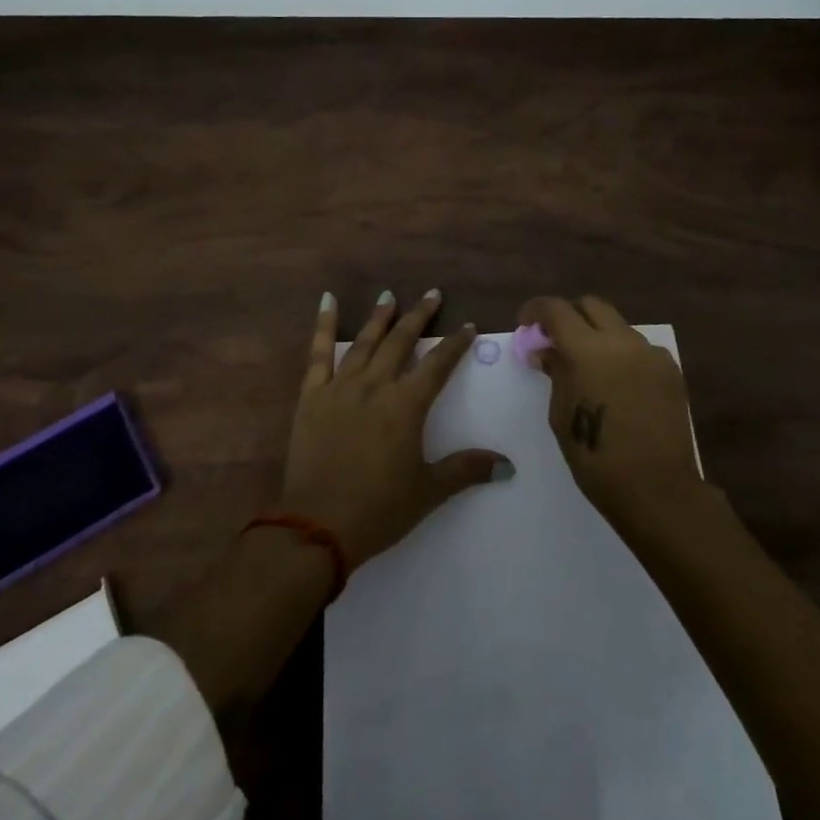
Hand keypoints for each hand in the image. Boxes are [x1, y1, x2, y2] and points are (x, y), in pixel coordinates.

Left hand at [281, 289, 509, 567]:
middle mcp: (375, 386)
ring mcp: (341, 387)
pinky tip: (328, 301)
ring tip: (390, 295)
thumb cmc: (379, 509)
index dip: (455, 344)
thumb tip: (508, 464)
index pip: (437, 365)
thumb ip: (466, 470)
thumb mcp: (428, 491)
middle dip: (419, 316)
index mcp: (406, 406)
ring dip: (380, 317)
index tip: (467, 326)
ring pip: (365, 342)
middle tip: (432, 294)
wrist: (318, 525)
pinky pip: (318, 353)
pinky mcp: (312, 396)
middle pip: (401, 342)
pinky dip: (324, 325)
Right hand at [519, 295, 703, 523]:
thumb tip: (546, 351)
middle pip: (592, 305)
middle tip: (556, 338)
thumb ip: (555, 373)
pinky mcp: (671, 370)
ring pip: (618, 326)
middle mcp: (622, 341)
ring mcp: (650, 353)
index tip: (525, 322)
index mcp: (588, 350)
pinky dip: (622, 354)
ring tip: (589, 366)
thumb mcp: (561, 415)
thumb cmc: (596, 457)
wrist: (657, 488)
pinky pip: (640, 349)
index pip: (557, 309)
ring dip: (598, 335)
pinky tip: (618, 384)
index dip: (536, 310)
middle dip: (569, 315)